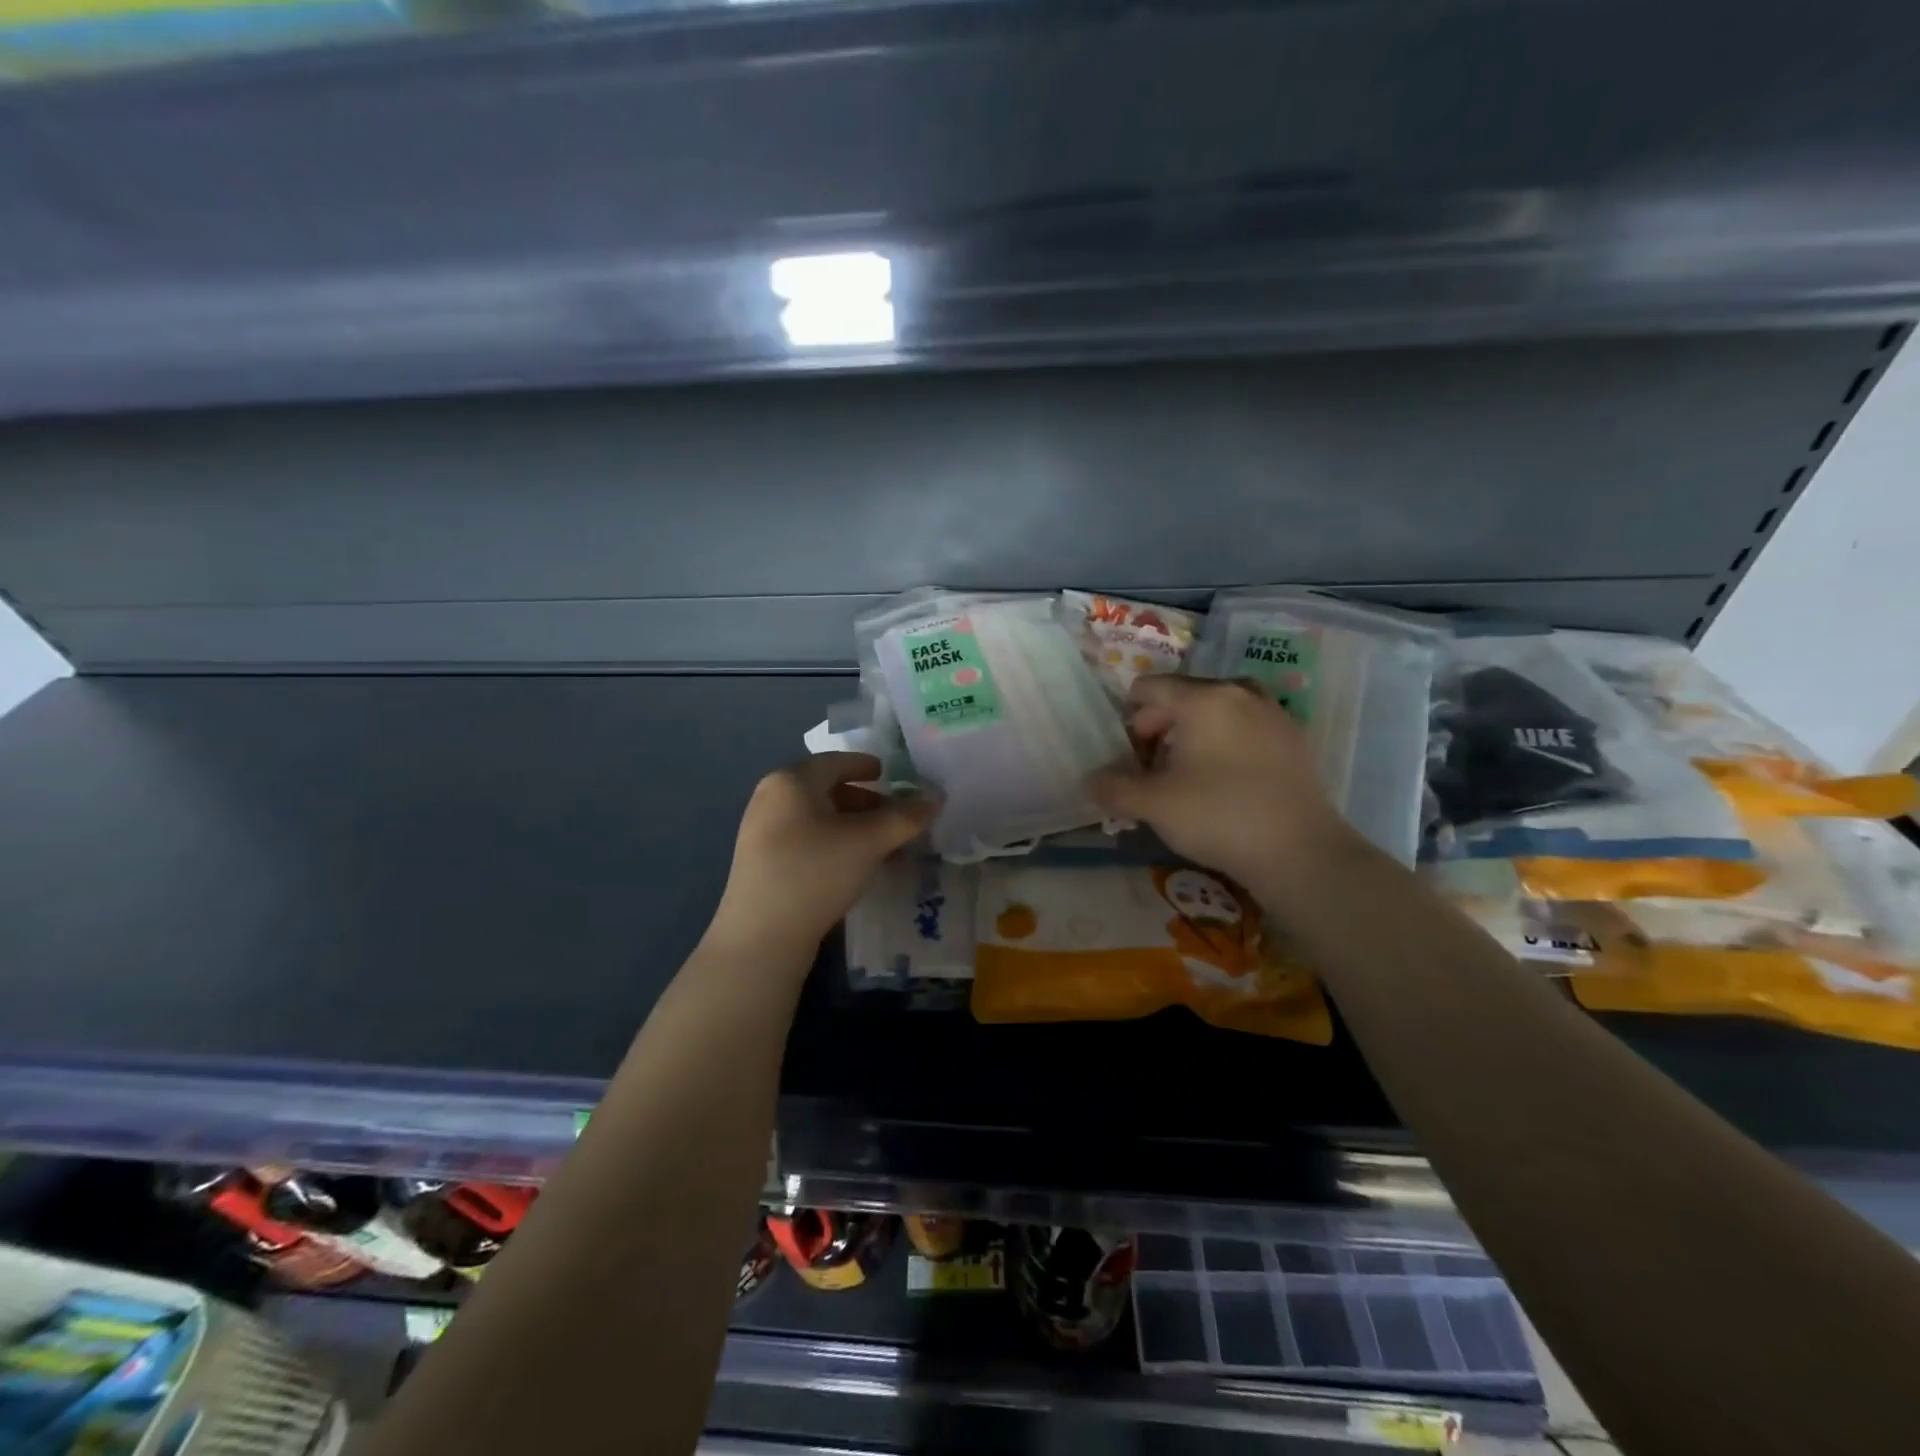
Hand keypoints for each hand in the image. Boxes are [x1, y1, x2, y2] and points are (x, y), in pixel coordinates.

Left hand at [712, 752, 938, 951]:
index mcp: (791, 781)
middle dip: (866, 803)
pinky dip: (835, 846)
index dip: (866, 765)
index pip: (835, 761)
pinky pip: (806, 841)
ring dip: (854, 829)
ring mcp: (761, 833)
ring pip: (818, 819)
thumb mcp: (868, 841)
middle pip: (827, 790)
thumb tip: (935, 798)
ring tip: (884, 849)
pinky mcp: (761, 864)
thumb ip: (905, 817)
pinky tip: (855, 869)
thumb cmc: (815, 872)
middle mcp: (770, 799)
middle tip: (895, 819)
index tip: (889, 774)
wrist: (761, 937)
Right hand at [1087, 676, 1356, 889]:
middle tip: (1155, 772)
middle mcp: (1239, 693)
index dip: (1129, 720)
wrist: (1300, 852)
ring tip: (1190, 775)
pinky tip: (1228, 784)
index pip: (1148, 688)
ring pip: (1217, 711)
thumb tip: (1090, 781)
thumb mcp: (1154, 805)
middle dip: (1160, 728)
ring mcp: (1273, 714)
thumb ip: (1114, 788)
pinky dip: (1227, 744)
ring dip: (1194, 734)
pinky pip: (1247, 728)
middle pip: (1183, 696)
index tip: (1131, 759)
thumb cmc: (1219, 816)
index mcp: (1203, 698)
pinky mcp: (1295, 740)